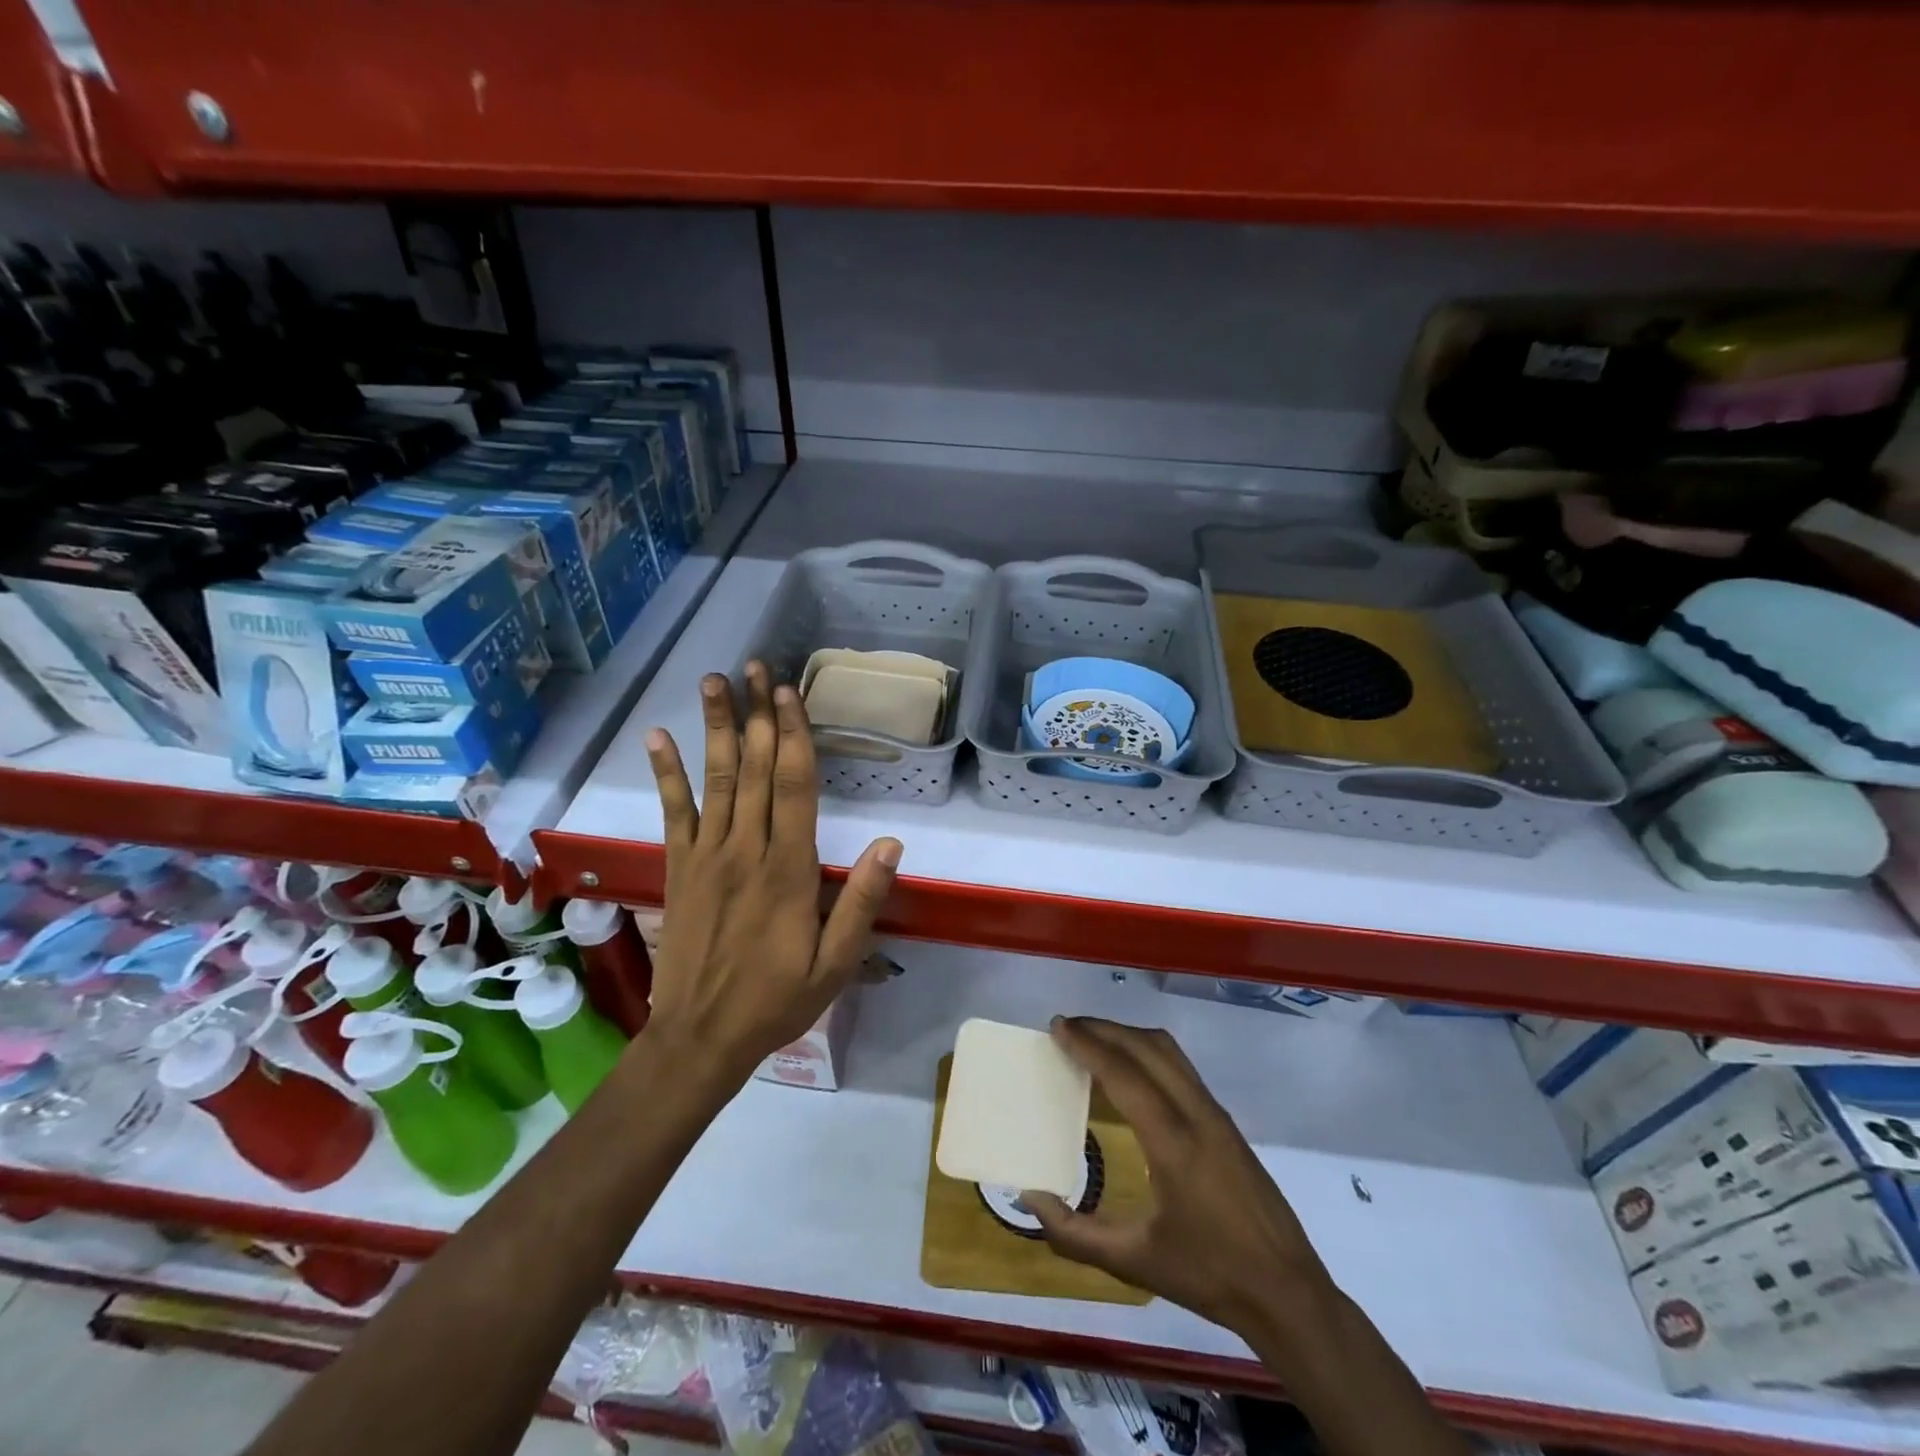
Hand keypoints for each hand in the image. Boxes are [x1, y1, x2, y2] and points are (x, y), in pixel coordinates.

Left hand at [643, 661, 901, 1081]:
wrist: (700, 1037)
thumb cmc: (777, 1000)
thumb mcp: (836, 964)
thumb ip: (861, 902)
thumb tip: (891, 844)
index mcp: (788, 869)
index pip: (793, 786)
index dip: (792, 735)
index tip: (789, 692)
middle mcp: (745, 850)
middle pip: (754, 769)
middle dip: (758, 714)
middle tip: (756, 665)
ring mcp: (706, 856)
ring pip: (715, 779)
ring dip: (716, 727)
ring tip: (714, 681)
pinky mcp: (679, 868)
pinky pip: (672, 813)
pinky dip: (665, 773)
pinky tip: (658, 737)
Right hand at [1025, 1017, 1332, 1338]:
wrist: (1288, 1293)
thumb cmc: (1209, 1276)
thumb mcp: (1135, 1263)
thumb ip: (1075, 1234)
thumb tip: (1030, 1199)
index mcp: (1173, 1143)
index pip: (1123, 1074)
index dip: (1087, 1045)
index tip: (1057, 1026)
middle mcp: (1196, 1114)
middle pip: (1145, 1047)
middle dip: (1103, 1029)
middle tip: (1067, 1027)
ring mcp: (1216, 1113)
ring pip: (1168, 1050)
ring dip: (1127, 1035)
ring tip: (1093, 1039)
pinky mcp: (1225, 1121)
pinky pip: (1180, 1066)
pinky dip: (1147, 1051)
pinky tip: (1131, 1070)